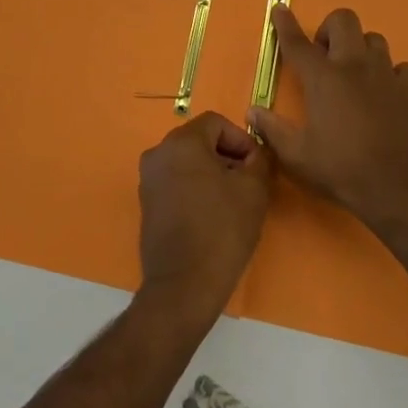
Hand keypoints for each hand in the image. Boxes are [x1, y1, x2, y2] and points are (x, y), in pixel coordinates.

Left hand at [138, 112, 273, 313]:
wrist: (183, 285)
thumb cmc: (222, 230)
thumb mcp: (254, 190)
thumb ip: (260, 160)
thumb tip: (259, 153)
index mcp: (181, 142)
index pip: (216, 123)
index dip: (241, 139)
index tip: (257, 166)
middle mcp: (158, 154)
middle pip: (200, 141)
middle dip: (228, 156)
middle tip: (250, 183)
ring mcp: (148, 180)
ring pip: (188, 162)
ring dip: (212, 173)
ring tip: (234, 201)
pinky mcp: (147, 204)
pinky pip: (176, 182)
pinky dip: (195, 189)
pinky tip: (213, 215)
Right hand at [247, 6, 407, 226]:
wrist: (398, 187)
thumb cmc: (341, 169)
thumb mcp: (297, 155)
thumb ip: (272, 129)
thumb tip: (253, 111)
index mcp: (322, 78)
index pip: (297, 42)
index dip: (285, 24)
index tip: (280, 8)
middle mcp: (354, 66)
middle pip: (343, 20)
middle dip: (329, 29)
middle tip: (324, 57)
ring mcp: (386, 75)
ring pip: (374, 39)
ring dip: (360, 48)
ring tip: (354, 73)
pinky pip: (401, 67)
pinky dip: (390, 73)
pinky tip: (384, 91)